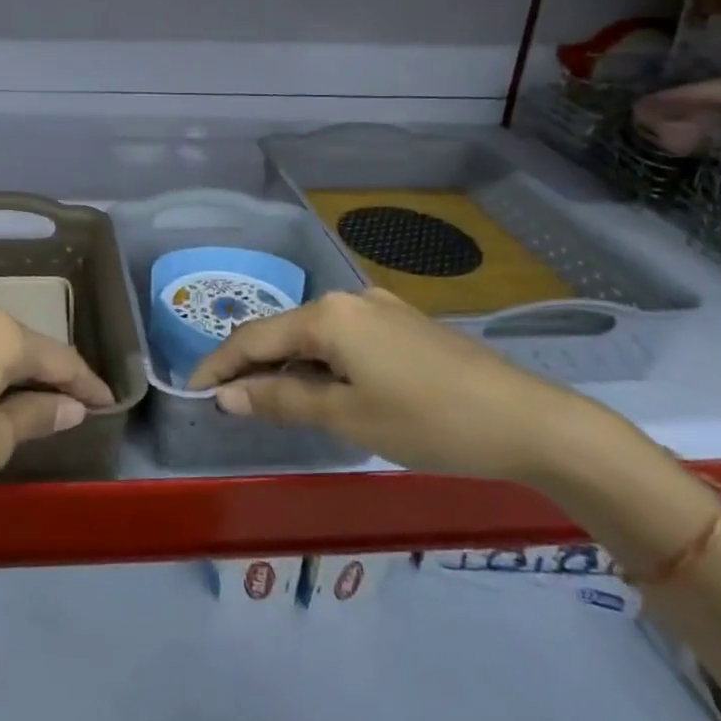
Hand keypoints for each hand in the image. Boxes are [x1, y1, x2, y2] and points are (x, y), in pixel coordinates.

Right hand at [188, 289, 583, 483]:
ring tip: (270, 402)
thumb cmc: (429, 421)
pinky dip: (321, 365)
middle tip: (227, 402)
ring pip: (314, 337)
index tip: (191, 390)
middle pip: (283, 332)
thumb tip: (227, 396)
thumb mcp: (347, 416)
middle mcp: (349, 299)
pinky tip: (323, 391)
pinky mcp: (404, 326)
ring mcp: (381, 309)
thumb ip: (281, 401)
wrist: (529, 421)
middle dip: (251, 366)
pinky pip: (344, 341)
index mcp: (328, 315)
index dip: (218, 365)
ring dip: (287, 368)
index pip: (254, 338)